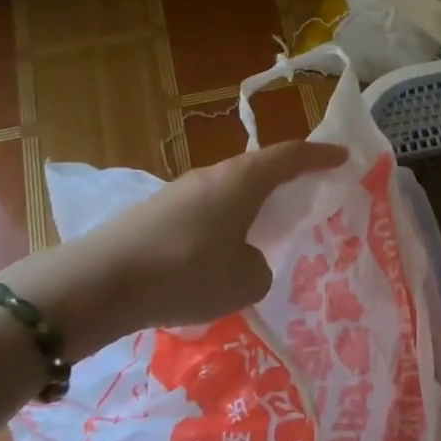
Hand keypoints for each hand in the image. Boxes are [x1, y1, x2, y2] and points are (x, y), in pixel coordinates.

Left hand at [4, 141, 347, 355]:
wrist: (97, 285)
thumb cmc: (187, 274)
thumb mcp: (247, 281)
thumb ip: (261, 266)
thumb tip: (247, 260)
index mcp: (243, 181)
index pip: (291, 156)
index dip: (321, 156)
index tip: (344, 157)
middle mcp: (212, 176)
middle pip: (259, 168)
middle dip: (287, 179)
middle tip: (308, 195)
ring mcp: (179, 192)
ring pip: (230, 191)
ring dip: (252, 204)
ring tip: (266, 231)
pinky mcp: (155, 213)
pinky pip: (206, 210)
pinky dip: (225, 222)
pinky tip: (221, 254)